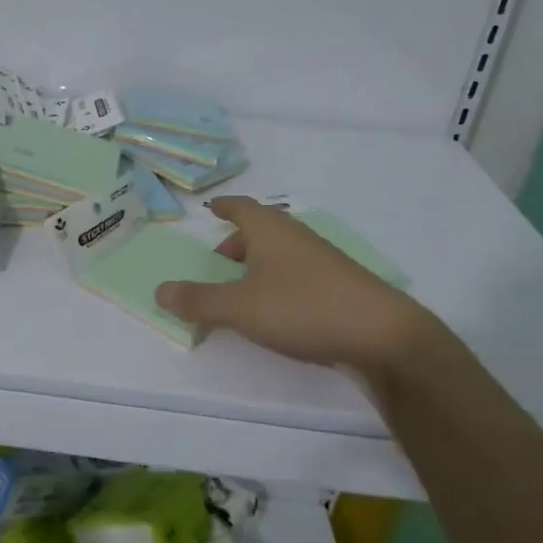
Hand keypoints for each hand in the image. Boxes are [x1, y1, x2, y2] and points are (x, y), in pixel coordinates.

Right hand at [154, 196, 443, 379]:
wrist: (383, 335)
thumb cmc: (302, 308)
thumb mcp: (239, 307)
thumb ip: (197, 300)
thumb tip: (159, 290)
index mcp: (269, 229)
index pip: (241, 207)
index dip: (224, 207)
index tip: (211, 209)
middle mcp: (297, 236)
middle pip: (262, 229)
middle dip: (238, 241)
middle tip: (218, 261)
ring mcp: (324, 260)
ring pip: (282, 251)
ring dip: (260, 263)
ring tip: (244, 288)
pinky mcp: (342, 285)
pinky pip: (300, 272)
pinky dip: (281, 280)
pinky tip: (280, 307)